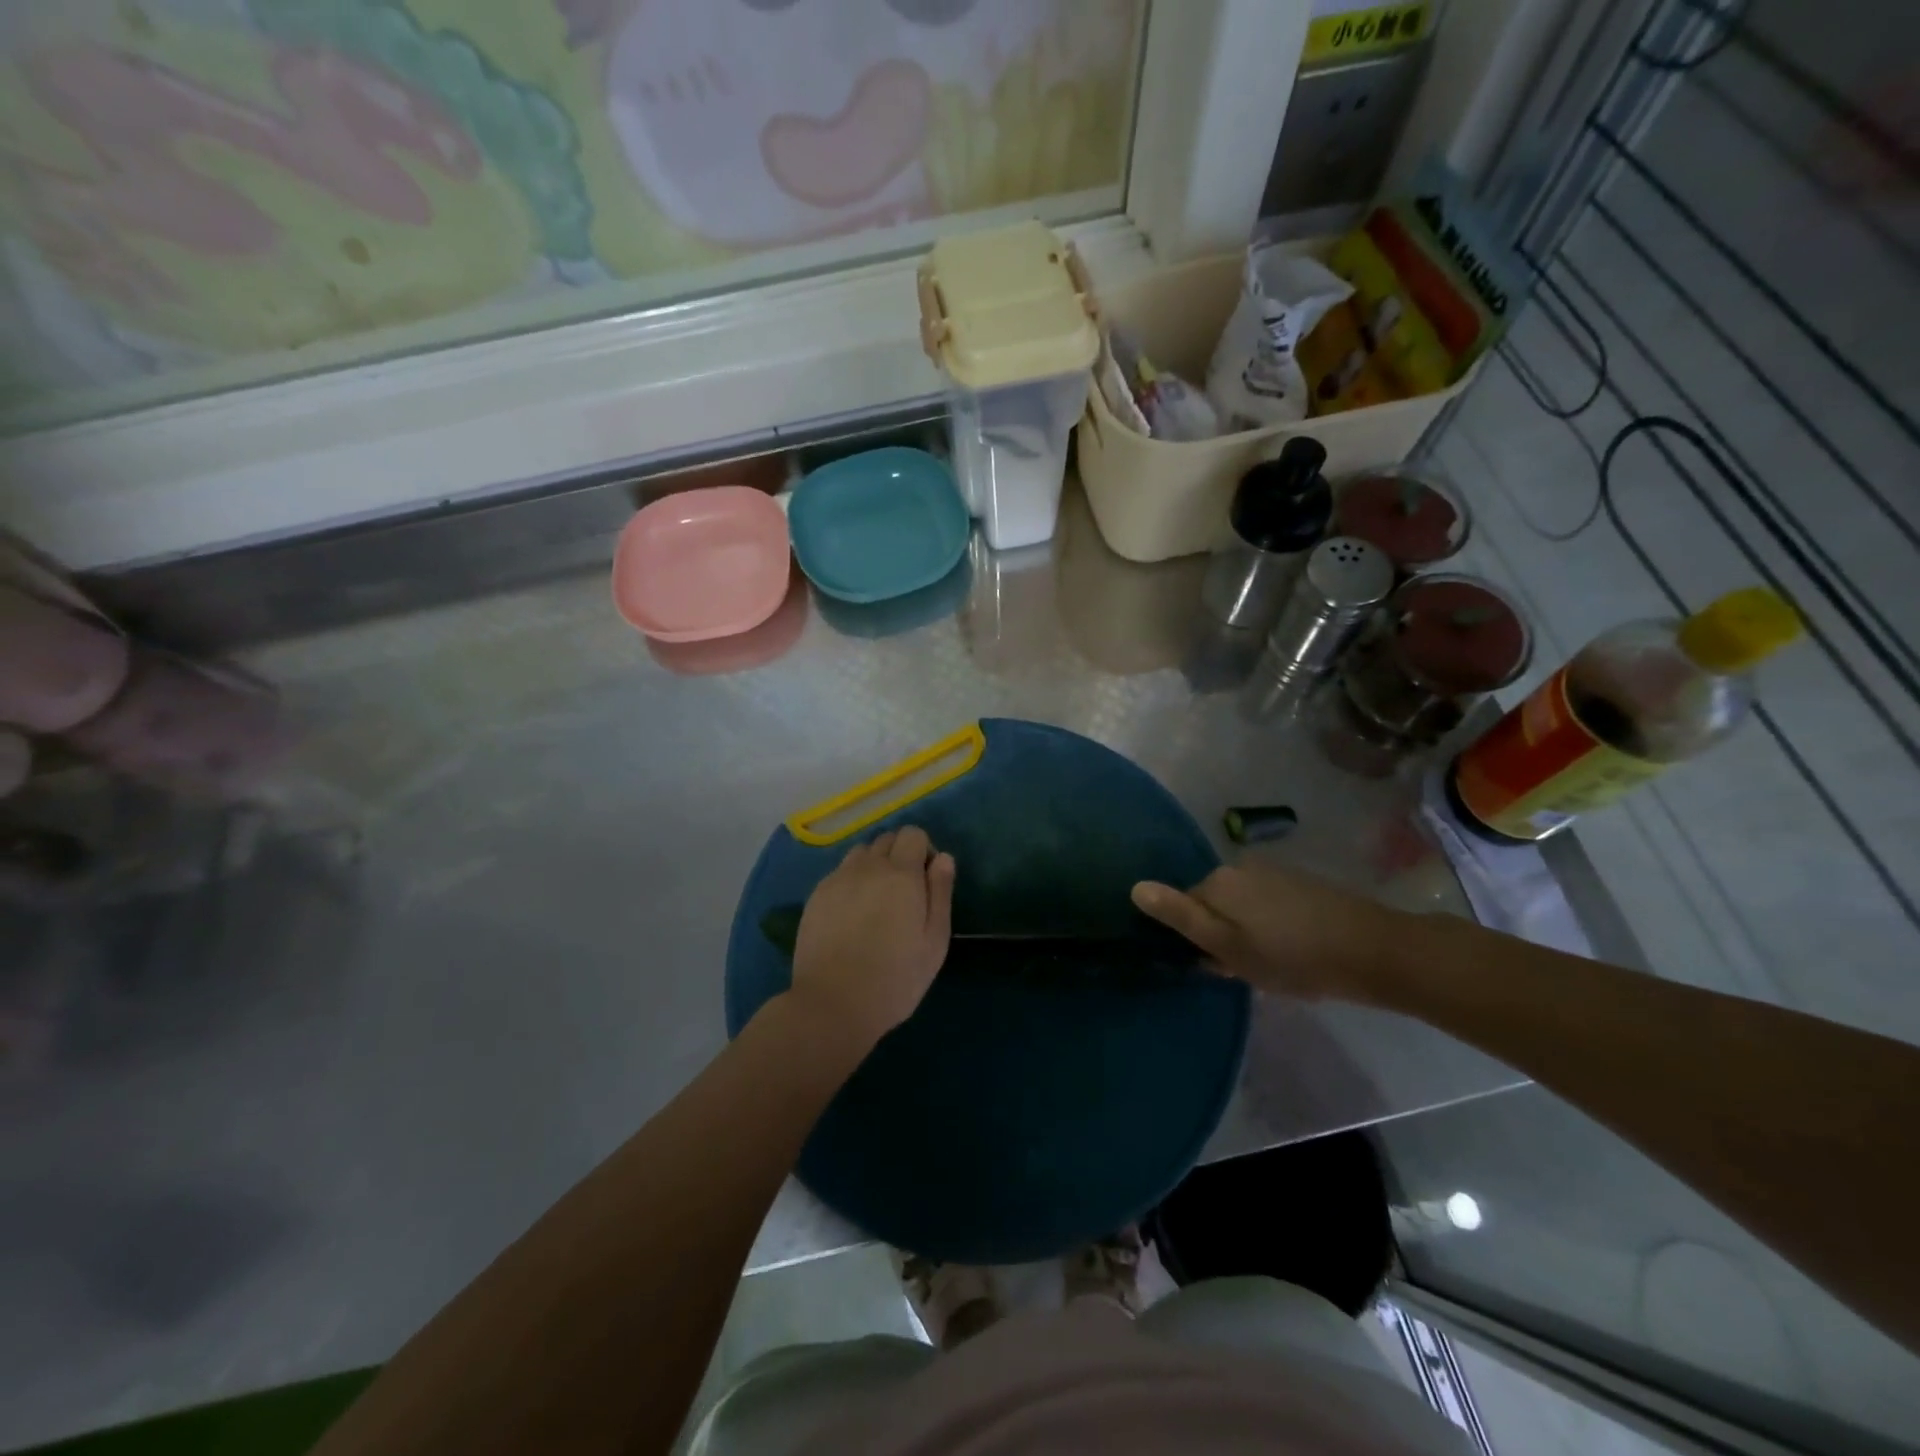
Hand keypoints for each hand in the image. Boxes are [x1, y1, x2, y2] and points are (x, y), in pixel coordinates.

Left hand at [787, 826, 954, 1049]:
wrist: (832, 1003)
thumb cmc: (895, 978)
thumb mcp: (934, 941)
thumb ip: (940, 893)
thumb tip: (943, 857)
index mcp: (901, 874)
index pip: (913, 834)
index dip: (924, 851)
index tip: (926, 882)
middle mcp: (867, 867)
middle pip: (887, 839)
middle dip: (900, 855)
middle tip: (904, 894)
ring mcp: (837, 879)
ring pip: (861, 853)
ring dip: (874, 865)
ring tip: (877, 901)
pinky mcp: (816, 896)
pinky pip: (840, 873)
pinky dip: (852, 881)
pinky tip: (852, 915)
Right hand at [1131, 863, 1403, 1002]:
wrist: (1372, 951)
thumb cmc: (1291, 957)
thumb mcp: (1228, 947)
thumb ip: (1180, 917)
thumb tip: (1135, 888)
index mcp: (1217, 881)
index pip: (1184, 908)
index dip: (1197, 940)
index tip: (1219, 966)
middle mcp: (1239, 867)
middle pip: (1213, 905)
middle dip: (1223, 935)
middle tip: (1248, 969)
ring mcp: (1272, 872)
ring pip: (1242, 907)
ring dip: (1249, 932)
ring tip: (1276, 963)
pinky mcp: (1300, 882)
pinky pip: (1268, 905)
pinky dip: (1272, 925)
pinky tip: (1295, 949)